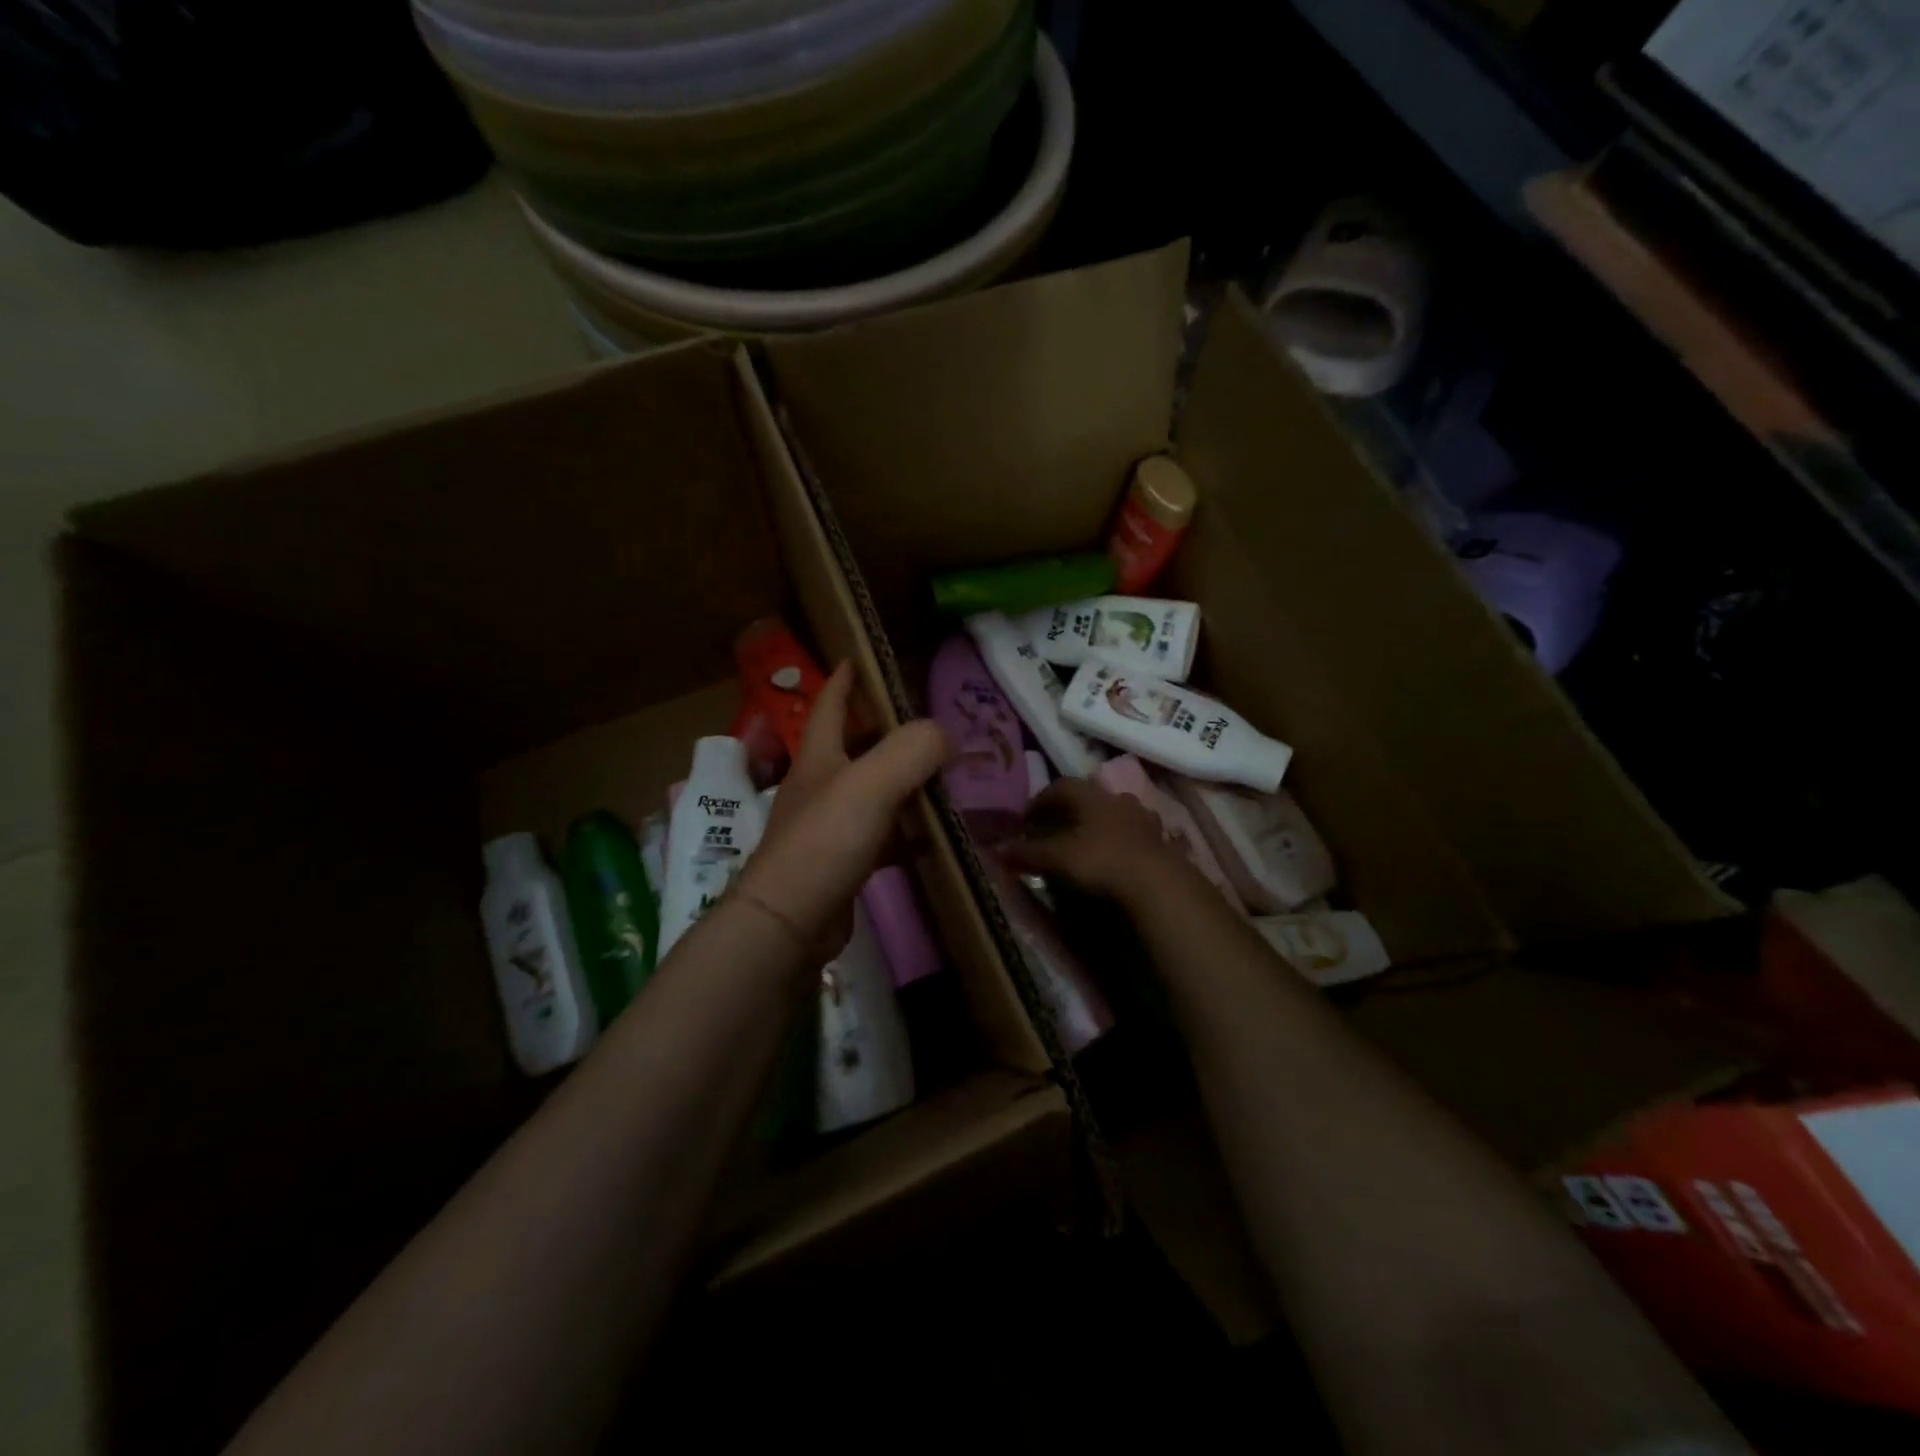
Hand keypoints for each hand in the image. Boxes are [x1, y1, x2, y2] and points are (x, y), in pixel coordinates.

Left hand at [739, 663, 950, 955]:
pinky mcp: (841, 863)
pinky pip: (881, 835)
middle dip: (885, 731)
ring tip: (943, 776)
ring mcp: (828, 827)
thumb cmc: (825, 840)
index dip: (844, 680)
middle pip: (853, 747)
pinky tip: (933, 836)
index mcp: (819, 757)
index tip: (857, 658)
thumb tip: (944, 735)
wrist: (790, 922)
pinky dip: (906, 830)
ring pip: (871, 792)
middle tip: (927, 724)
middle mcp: (819, 786)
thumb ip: (912, 750)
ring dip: (902, 782)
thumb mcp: (871, 783)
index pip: (829, 705)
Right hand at [1007, 778, 1185, 903]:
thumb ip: (1028, 853)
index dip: (1041, 800)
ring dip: (1096, 825)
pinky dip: (1118, 842)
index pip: (1060, 786)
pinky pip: (1132, 834)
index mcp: (1091, 796)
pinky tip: (1113, 858)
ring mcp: (1142, 818)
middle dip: (1069, 811)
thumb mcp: (1057, 858)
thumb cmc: (1101, 860)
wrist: (1157, 882)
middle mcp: (1117, 799)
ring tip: (1084, 843)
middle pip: (1088, 798)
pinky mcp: (1159, 841)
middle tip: (1053, 829)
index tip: (1027, 818)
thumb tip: (998, 851)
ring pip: (1113, 814)